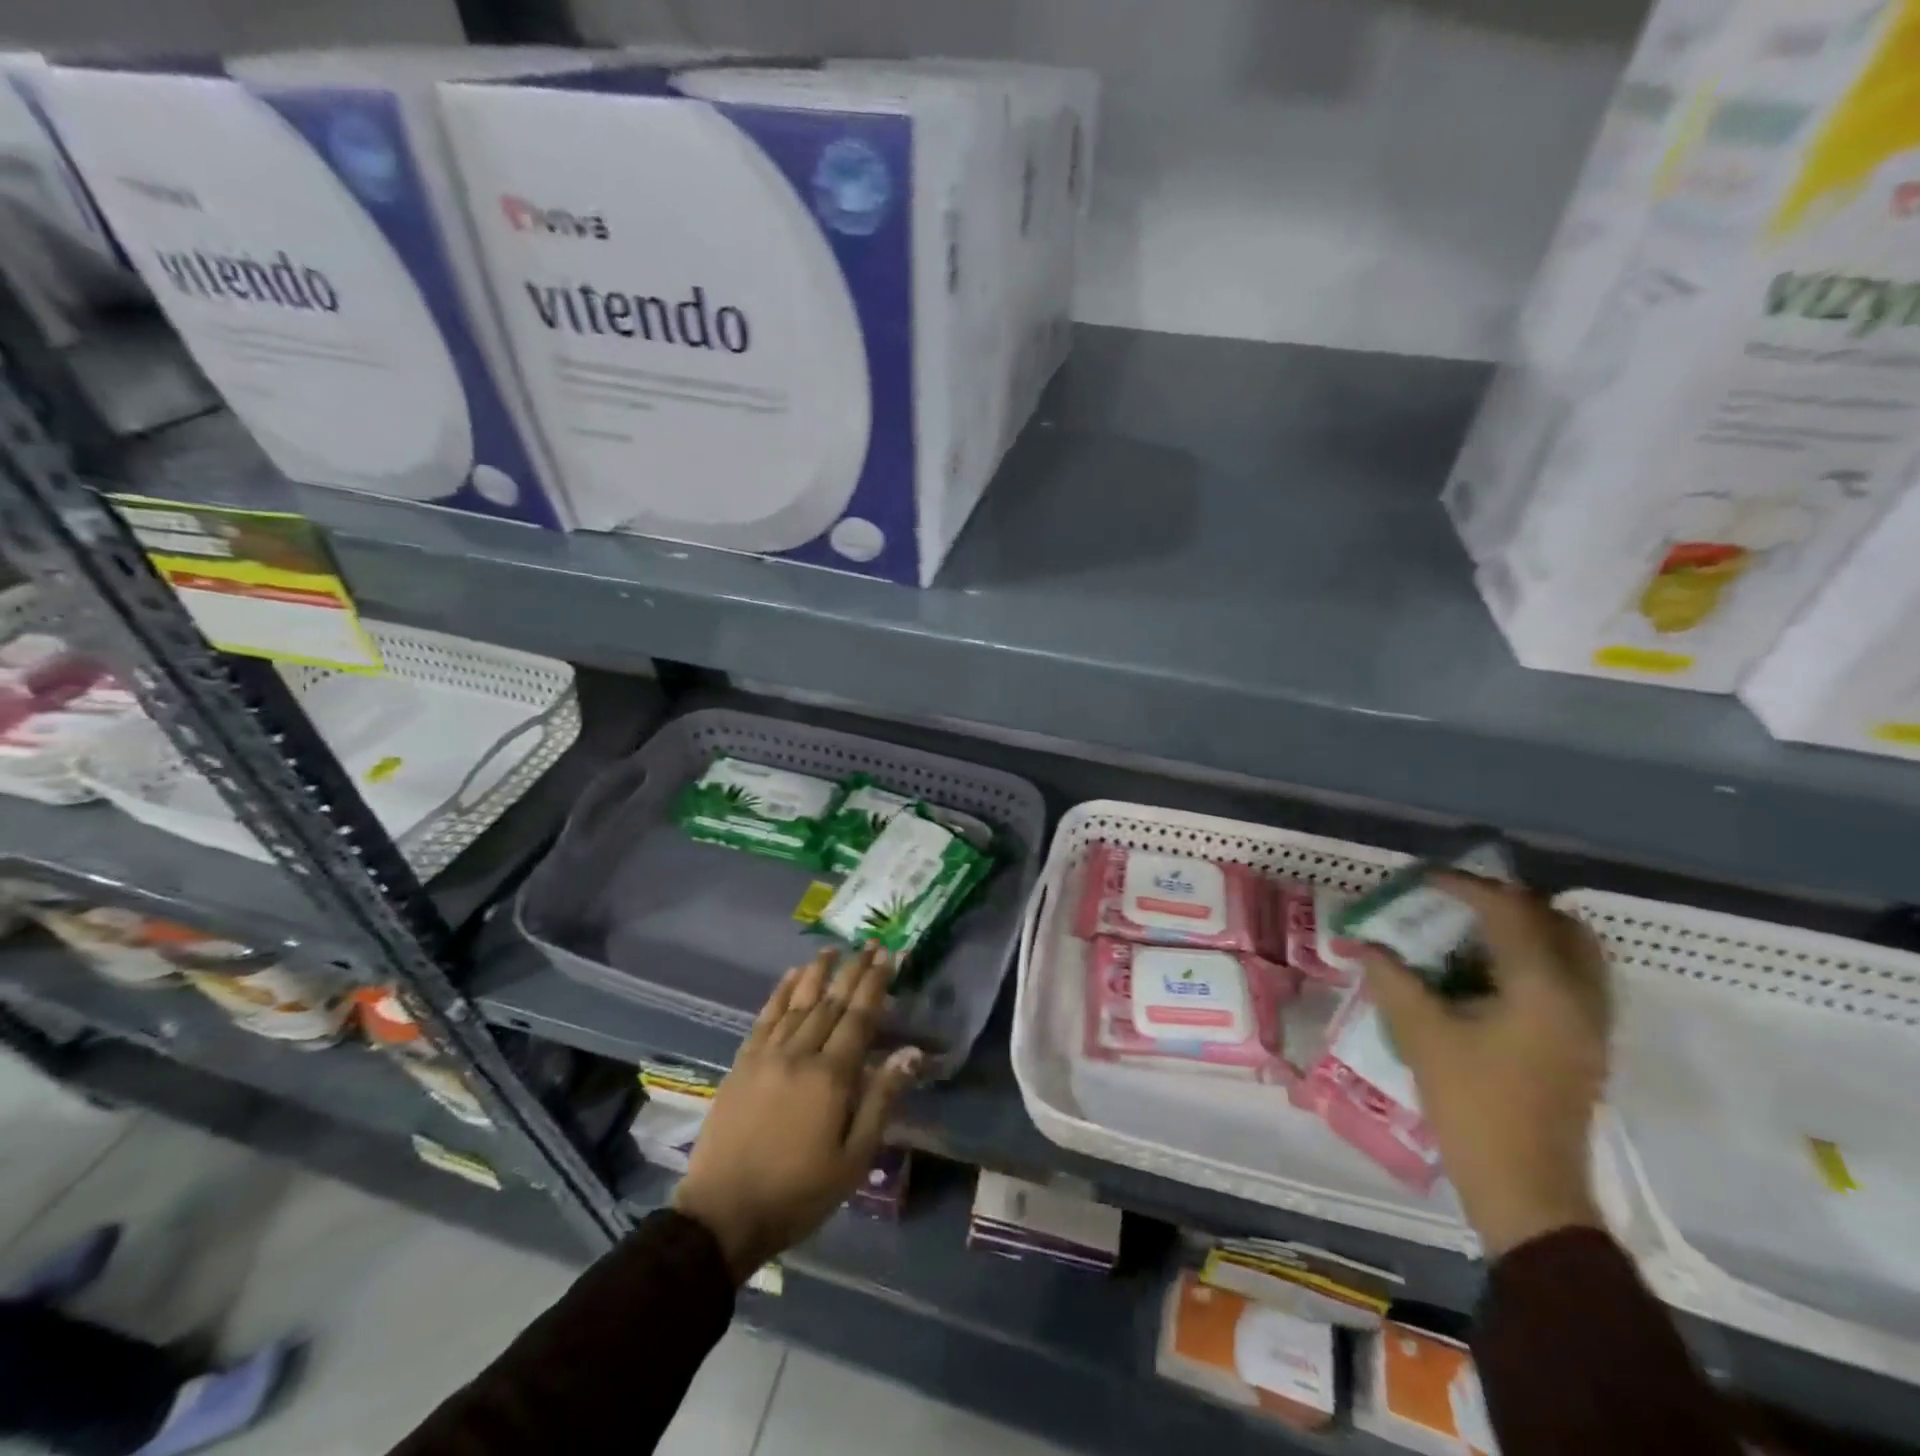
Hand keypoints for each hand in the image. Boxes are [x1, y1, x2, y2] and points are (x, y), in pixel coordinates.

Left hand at [672, 946, 923, 1282]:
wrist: (723, 1214)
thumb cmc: (798, 1192)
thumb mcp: (853, 1159)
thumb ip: (882, 1100)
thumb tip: (910, 1052)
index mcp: (831, 1077)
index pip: (859, 1017)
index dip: (875, 985)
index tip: (888, 956)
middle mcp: (799, 1054)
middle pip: (831, 1002)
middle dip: (852, 970)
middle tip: (869, 944)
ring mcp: (766, 1055)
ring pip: (798, 1003)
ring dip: (817, 973)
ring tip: (833, 949)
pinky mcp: (742, 1063)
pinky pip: (765, 1017)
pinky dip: (780, 993)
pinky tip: (791, 977)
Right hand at [1360, 872, 1611, 1258]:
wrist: (1526, 1187)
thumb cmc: (1472, 1104)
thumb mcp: (1420, 1034)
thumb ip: (1392, 977)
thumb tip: (1364, 943)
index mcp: (1543, 989)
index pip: (1510, 912)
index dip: (1464, 886)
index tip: (1423, 879)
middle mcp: (1581, 997)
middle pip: (1558, 922)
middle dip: (1505, 901)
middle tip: (1455, 900)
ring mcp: (1592, 1022)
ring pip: (1574, 949)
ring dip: (1527, 928)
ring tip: (1472, 930)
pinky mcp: (1587, 1042)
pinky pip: (1573, 976)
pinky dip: (1537, 956)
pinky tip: (1490, 971)